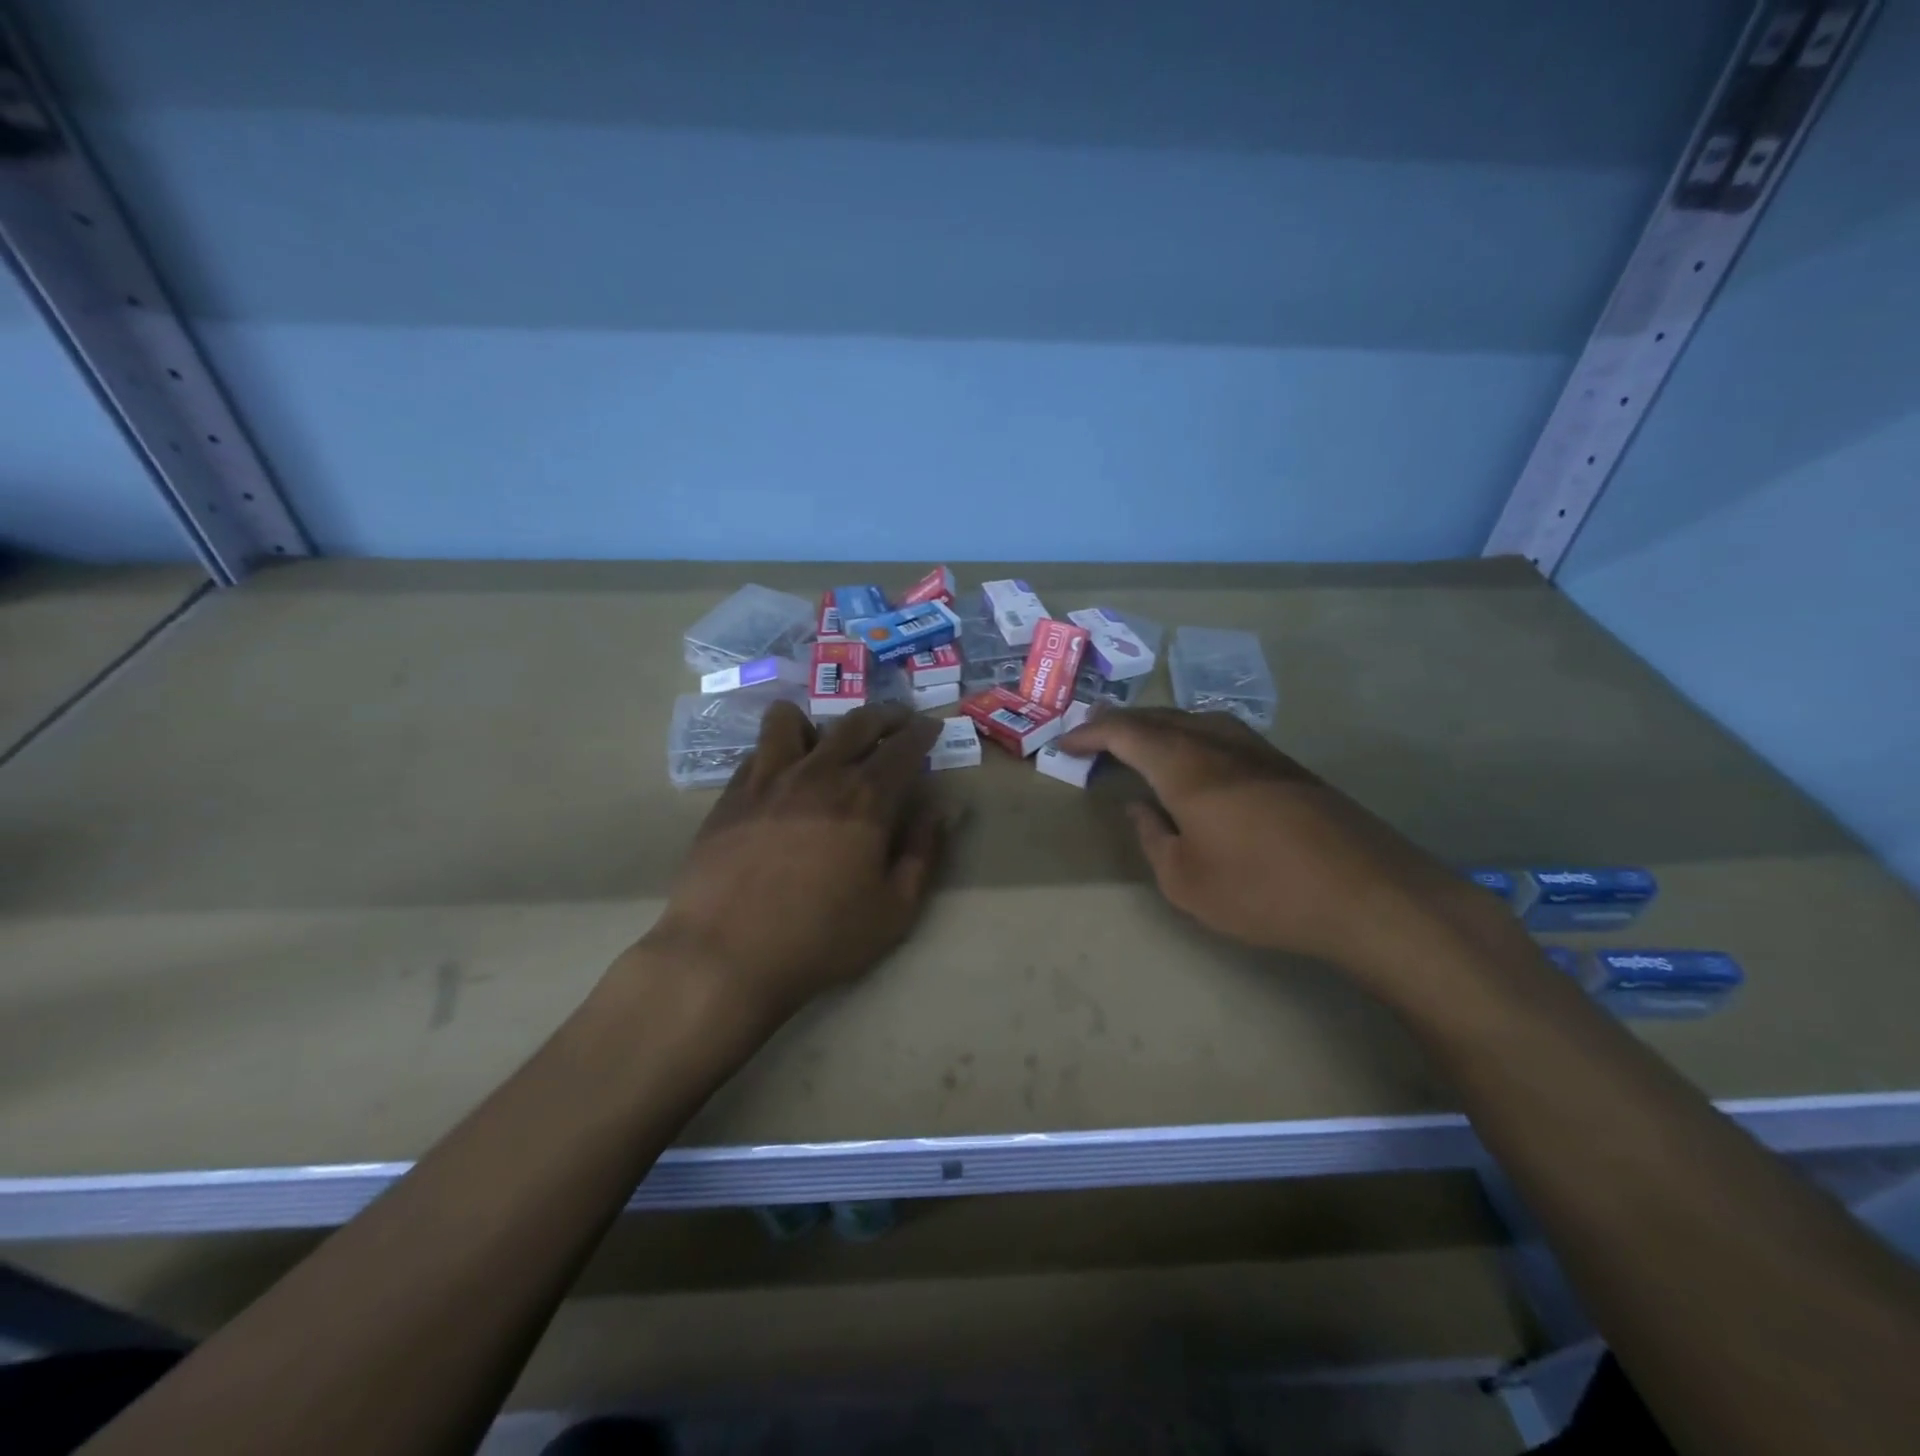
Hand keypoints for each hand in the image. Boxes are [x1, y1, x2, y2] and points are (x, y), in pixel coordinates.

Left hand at [639, 701, 945, 1020]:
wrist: (724, 955)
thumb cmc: (820, 939)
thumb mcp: (894, 910)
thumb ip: (922, 854)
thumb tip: (941, 811)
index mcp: (865, 799)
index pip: (903, 747)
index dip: (922, 732)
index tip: (931, 727)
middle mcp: (818, 774)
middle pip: (856, 723)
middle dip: (884, 715)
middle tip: (897, 720)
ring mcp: (768, 780)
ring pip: (791, 720)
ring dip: (818, 722)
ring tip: (825, 740)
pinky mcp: (731, 795)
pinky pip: (757, 751)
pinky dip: (777, 751)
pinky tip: (781, 774)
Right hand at [1058, 709, 1510, 974]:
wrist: (1369, 895)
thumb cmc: (1263, 892)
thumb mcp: (1185, 881)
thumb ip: (1153, 837)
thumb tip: (1139, 807)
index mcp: (1186, 767)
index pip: (1126, 732)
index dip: (1091, 733)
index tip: (1065, 743)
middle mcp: (1220, 744)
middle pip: (1161, 716)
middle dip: (1121, 722)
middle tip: (1094, 733)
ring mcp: (1260, 750)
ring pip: (1196, 719)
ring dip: (1159, 724)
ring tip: (1139, 740)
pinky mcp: (1287, 766)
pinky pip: (1223, 733)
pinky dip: (1191, 735)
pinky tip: (1194, 756)